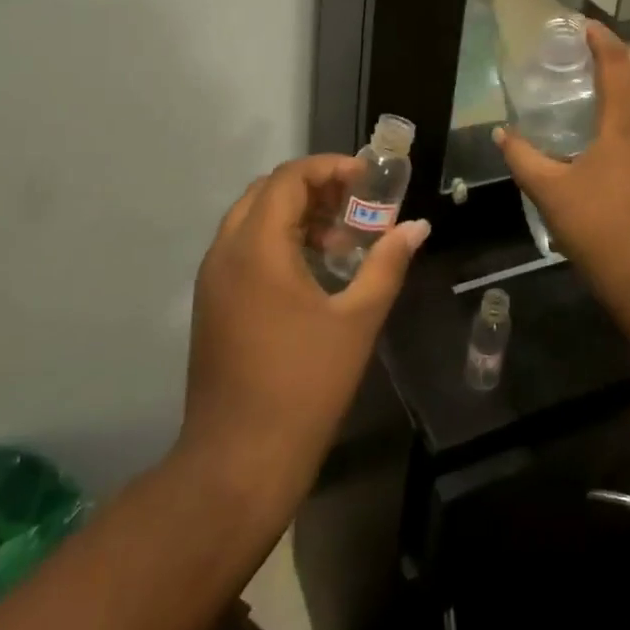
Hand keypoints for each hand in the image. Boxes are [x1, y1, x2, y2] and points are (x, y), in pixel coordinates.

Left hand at [180, 156, 428, 502]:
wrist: (238, 461)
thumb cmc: (304, 385)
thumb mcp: (357, 320)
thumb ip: (387, 264)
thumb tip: (417, 227)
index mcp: (257, 248)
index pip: (289, 178)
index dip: (330, 168)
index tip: (368, 181)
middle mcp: (226, 252)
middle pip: (267, 192)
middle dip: (314, 187)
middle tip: (357, 204)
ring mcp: (213, 279)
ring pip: (252, 219)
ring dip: (295, 214)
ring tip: (341, 239)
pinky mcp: (212, 304)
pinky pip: (243, 248)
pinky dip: (277, 240)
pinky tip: (314, 270)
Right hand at [495, 22, 629, 271]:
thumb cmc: (597, 225)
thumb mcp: (550, 190)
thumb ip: (523, 158)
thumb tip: (502, 134)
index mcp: (625, 126)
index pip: (618, 67)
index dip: (603, 41)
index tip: (585, 26)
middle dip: (628, 56)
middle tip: (599, 53)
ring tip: (610, 85)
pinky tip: (620, 131)